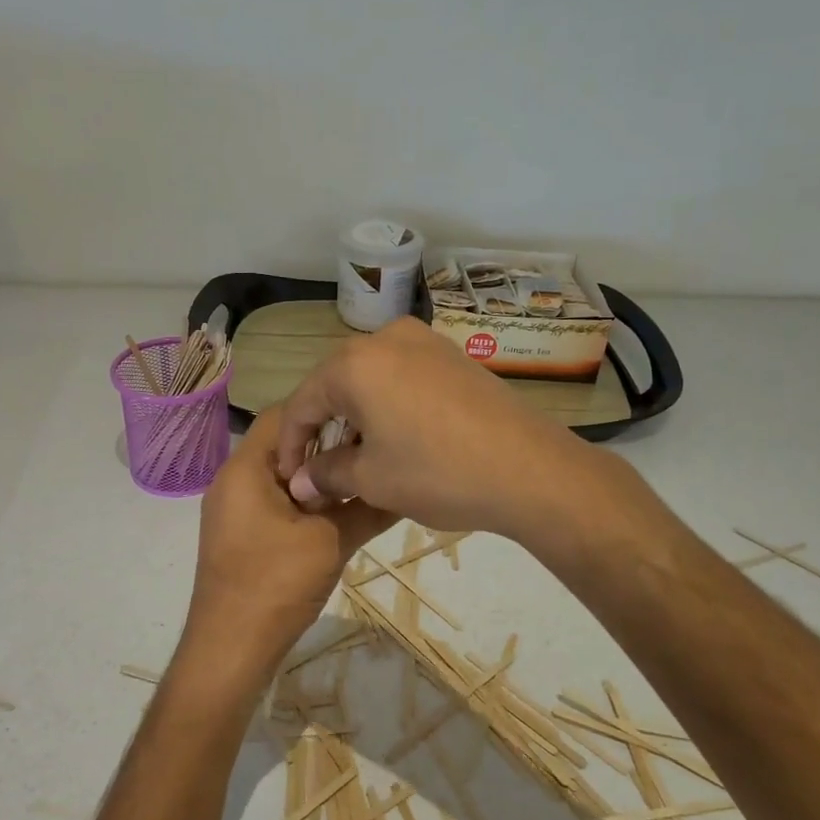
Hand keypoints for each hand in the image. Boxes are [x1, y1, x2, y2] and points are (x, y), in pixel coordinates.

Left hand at [181, 407, 394, 689]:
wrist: (229, 649)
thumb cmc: (275, 584)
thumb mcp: (331, 541)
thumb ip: (367, 508)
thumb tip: (403, 486)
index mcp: (246, 469)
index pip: (284, 415)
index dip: (325, 410)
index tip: (365, 419)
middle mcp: (233, 481)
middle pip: (283, 444)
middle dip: (326, 445)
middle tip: (370, 449)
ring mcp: (234, 510)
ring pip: (281, 475)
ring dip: (318, 477)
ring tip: (361, 479)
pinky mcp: (241, 534)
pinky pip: (275, 502)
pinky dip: (305, 502)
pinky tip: (339, 514)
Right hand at [274, 317, 592, 537]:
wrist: (530, 468)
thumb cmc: (437, 472)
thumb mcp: (371, 479)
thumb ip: (325, 473)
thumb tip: (300, 481)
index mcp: (354, 363)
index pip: (303, 402)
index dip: (291, 444)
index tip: (289, 478)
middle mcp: (385, 338)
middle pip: (335, 385)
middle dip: (324, 428)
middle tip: (320, 469)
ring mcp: (424, 342)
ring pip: (370, 380)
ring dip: (356, 417)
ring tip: (357, 458)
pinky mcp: (452, 356)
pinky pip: (402, 377)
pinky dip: (387, 406)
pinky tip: (395, 438)